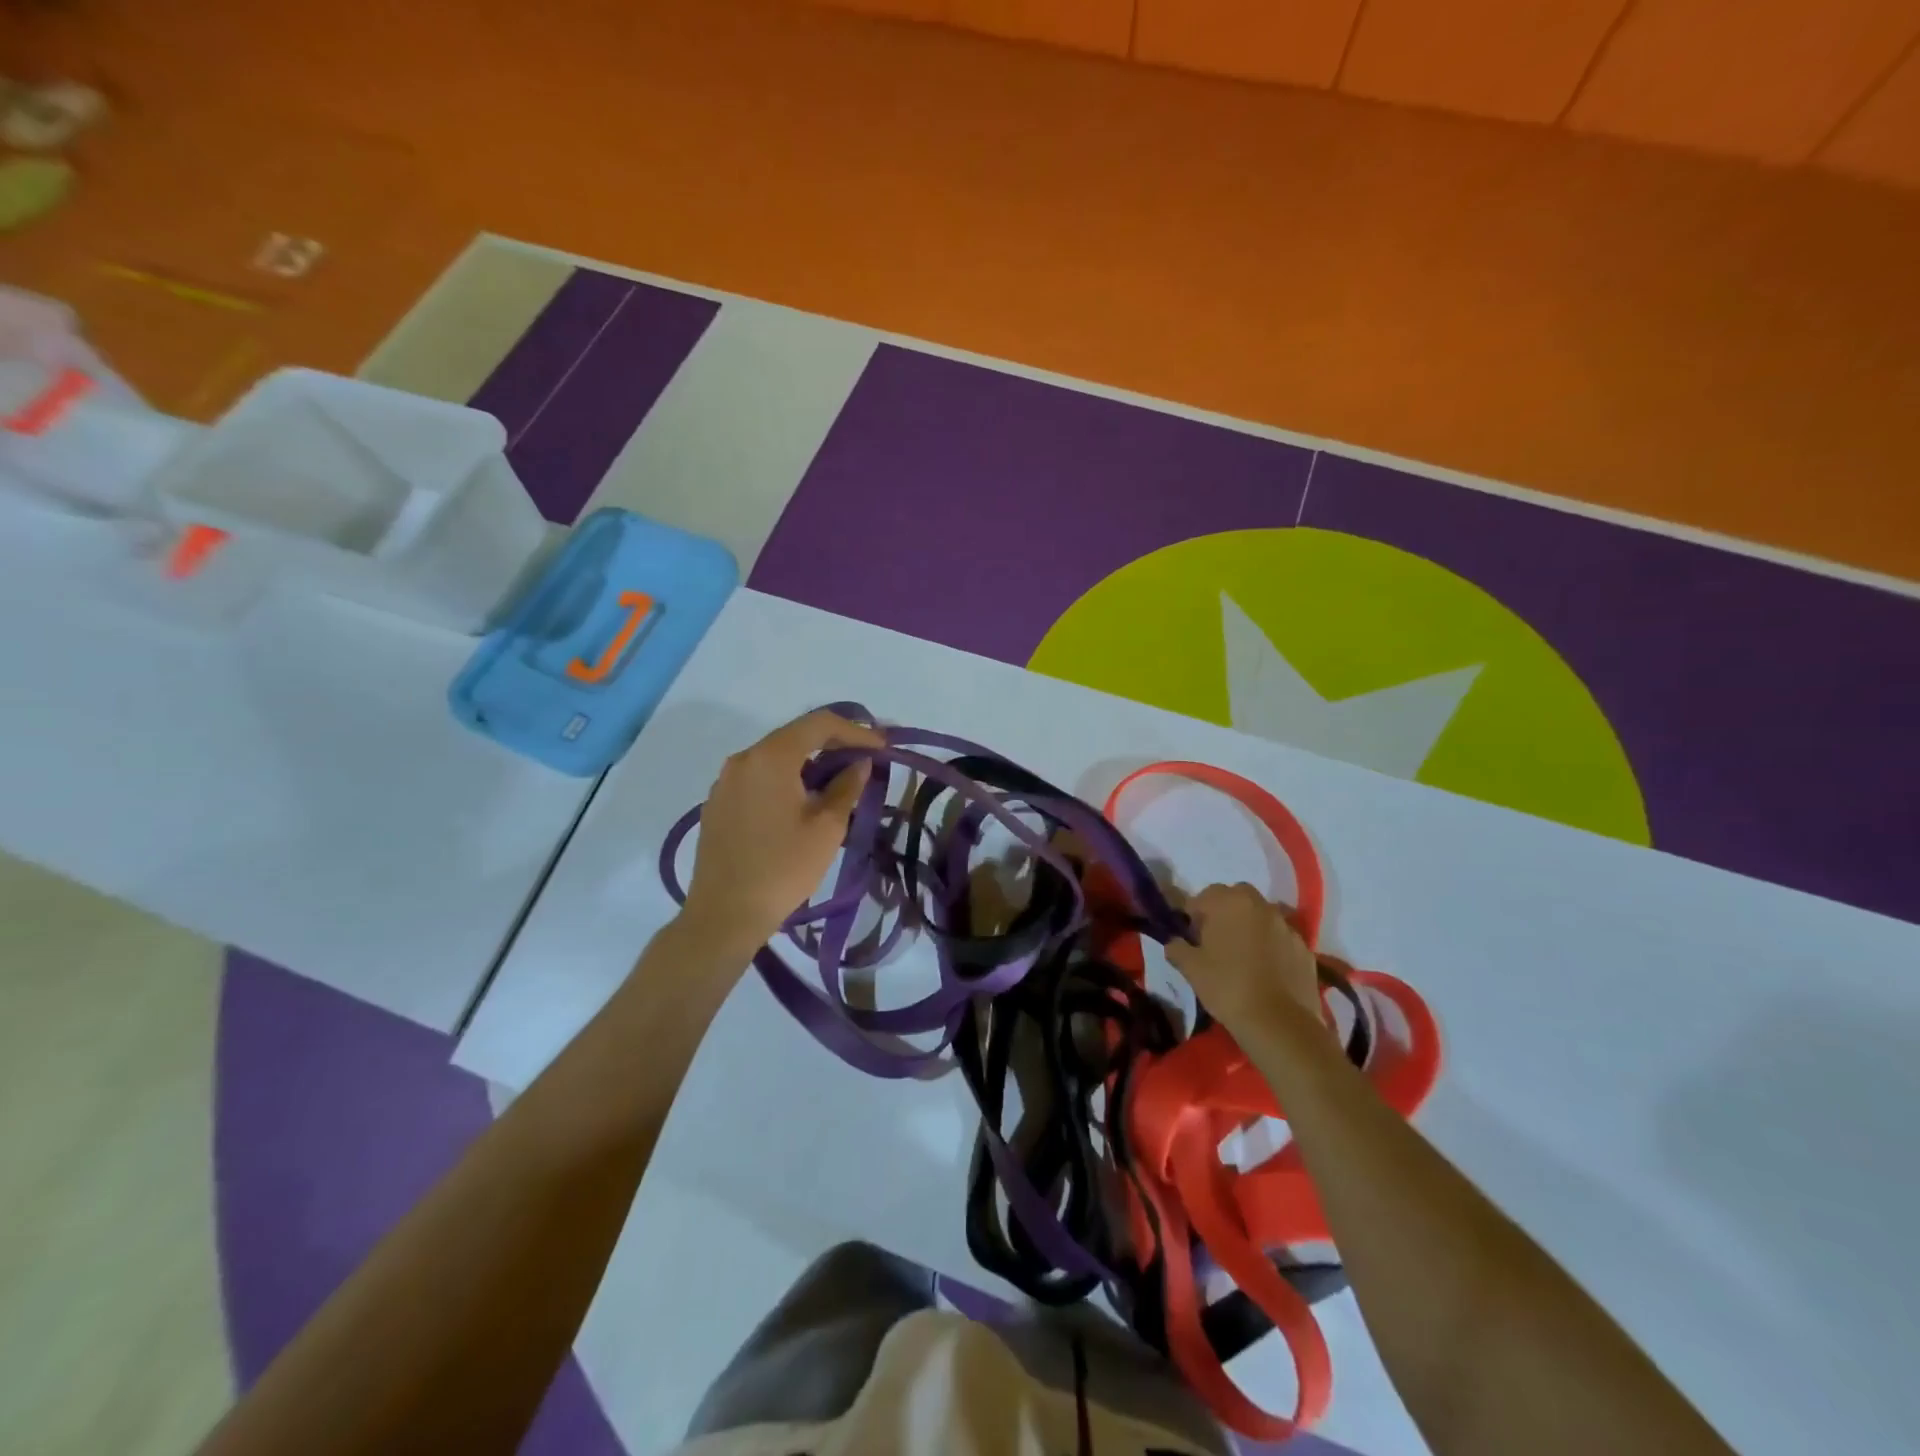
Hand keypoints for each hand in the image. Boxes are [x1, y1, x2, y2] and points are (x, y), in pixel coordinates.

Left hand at [682, 709, 884, 949]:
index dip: (855, 730)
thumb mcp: (827, 828)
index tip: (882, 746)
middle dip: (833, 743)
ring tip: (838, 781)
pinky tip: (802, 801)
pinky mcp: (718, 803)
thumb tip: (859, 764)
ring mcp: (725, 781)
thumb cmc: (783, 869)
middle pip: (795, 736)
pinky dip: (785, 779)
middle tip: (865, 758)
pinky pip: (758, 777)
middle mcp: (743, 759)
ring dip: (808, 762)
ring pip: (775, 757)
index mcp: (770, 757)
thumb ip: (847, 787)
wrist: (724, 914)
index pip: (819, 724)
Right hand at [1166, 883, 1324, 1037]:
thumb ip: (1177, 948)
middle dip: (1224, 912)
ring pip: (1261, 916)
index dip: (1193, 916)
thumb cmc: (1227, 987)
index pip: (1203, 897)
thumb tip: (1175, 942)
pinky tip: (1266, 971)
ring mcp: (1286, 926)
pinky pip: (1281, 938)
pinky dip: (1272, 946)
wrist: (1279, 1023)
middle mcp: (1259, 905)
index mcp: (1228, 902)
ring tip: (1243, 957)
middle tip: (1217, 941)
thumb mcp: (1191, 969)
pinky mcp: (1304, 948)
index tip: (1191, 938)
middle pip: (1236, 897)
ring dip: (1250, 927)